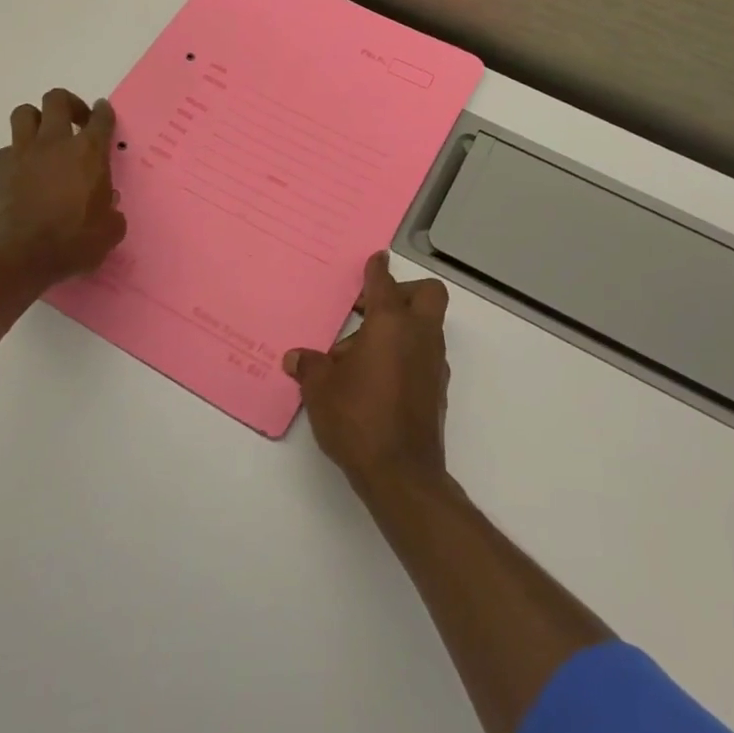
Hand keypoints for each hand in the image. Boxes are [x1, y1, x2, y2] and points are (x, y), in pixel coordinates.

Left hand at [0, 89, 125, 284]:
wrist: (18, 257)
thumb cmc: (72, 242)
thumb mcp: (109, 231)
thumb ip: (112, 212)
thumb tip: (108, 205)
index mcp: (89, 153)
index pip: (100, 118)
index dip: (103, 112)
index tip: (103, 112)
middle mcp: (55, 143)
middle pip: (57, 99)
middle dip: (69, 103)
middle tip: (77, 121)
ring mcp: (23, 154)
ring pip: (24, 113)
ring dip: (37, 119)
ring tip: (46, 137)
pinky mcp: (0, 171)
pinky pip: (8, 148)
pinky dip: (18, 153)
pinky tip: (26, 171)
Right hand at [283, 252, 451, 493]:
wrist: (402, 474)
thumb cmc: (358, 418)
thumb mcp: (321, 389)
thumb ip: (310, 366)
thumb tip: (296, 358)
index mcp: (390, 324)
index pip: (384, 282)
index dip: (376, 268)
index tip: (375, 259)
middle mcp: (419, 335)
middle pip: (426, 294)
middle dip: (402, 291)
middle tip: (370, 308)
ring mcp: (433, 362)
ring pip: (425, 326)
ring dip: (399, 327)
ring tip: (359, 355)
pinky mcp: (437, 389)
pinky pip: (423, 354)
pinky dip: (404, 354)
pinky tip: (375, 378)